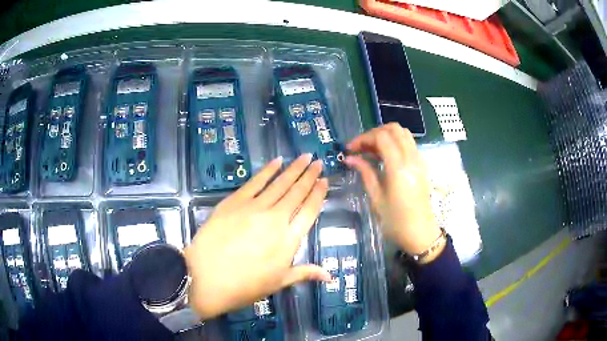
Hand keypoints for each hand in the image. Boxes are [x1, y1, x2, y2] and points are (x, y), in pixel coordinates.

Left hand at [184, 154, 330, 318]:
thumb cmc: (245, 285)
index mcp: (289, 239)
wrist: (207, 277)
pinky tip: (277, 161)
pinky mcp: (235, 201)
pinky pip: (255, 181)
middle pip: (297, 192)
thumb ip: (305, 273)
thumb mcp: (279, 282)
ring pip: (279, 183)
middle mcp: (276, 218)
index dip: (318, 194)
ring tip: (304, 157)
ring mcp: (254, 207)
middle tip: (317, 162)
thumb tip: (329, 276)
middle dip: (309, 175)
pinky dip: (268, 170)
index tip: (324, 180)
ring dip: (294, 169)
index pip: (309, 211)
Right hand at [344, 123, 441, 261]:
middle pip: (393, 129)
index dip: (363, 138)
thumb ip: (365, 172)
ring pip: (403, 132)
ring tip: (371, 150)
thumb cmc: (395, 220)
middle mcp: (411, 158)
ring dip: (385, 135)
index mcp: (399, 168)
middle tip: (361, 148)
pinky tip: (384, 156)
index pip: (381, 137)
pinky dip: (395, 141)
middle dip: (374, 134)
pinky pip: (408, 142)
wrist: (420, 232)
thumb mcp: (376, 198)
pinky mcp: (422, 164)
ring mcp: (419, 160)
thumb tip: (350, 158)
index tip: (351, 149)